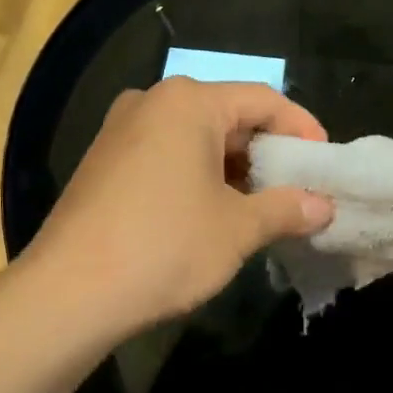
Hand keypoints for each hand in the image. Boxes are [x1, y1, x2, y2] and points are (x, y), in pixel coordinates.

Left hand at [25, 78, 333, 340]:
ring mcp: (120, 131)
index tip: (324, 162)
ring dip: (233, 169)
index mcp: (188, 103)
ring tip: (261, 207)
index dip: (301, 128)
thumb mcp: (237, 228)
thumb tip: (324, 207)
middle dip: (266, 152)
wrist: (68, 293)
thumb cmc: (164, 247)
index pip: (263, 100)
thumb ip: (286, 209)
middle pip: (227, 115)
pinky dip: (198, 177)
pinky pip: (166, 156)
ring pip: (195, 138)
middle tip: (296, 189)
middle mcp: (151, 103)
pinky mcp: (103, 163)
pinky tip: (213, 214)